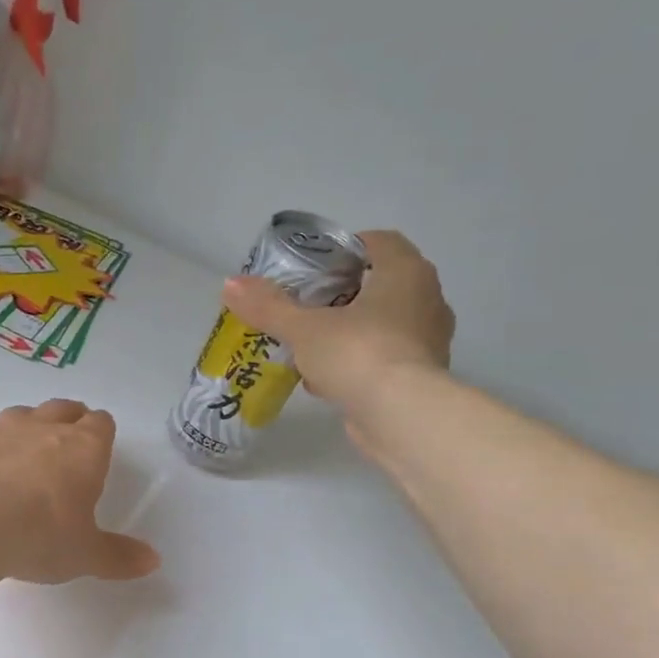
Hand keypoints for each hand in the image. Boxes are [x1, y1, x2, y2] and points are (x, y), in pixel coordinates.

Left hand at [0, 400, 160, 584]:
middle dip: (69, 419)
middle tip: (69, 439)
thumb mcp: (84, 555)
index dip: (102, 432)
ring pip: (20, 416)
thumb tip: (153, 560)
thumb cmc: (39, 535)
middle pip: (62, 409)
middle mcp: (42, 430)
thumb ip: (118, 556)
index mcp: (83, 449)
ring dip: (27, 427)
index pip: (101, 423)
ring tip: (26, 452)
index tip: (101, 445)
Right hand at [221, 230, 454, 453]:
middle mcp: (427, 298)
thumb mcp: (303, 328)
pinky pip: (384, 357)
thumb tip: (229, 284)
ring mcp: (429, 339)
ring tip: (310, 346)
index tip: (314, 267)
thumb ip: (268, 306)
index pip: (379, 242)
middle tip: (305, 307)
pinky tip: (325, 380)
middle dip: (341, 294)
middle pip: (379, 284)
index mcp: (405, 272)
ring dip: (348, 331)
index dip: (346, 249)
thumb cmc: (357, 353)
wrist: (401, 415)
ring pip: (382, 323)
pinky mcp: (422, 376)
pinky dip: (357, 362)